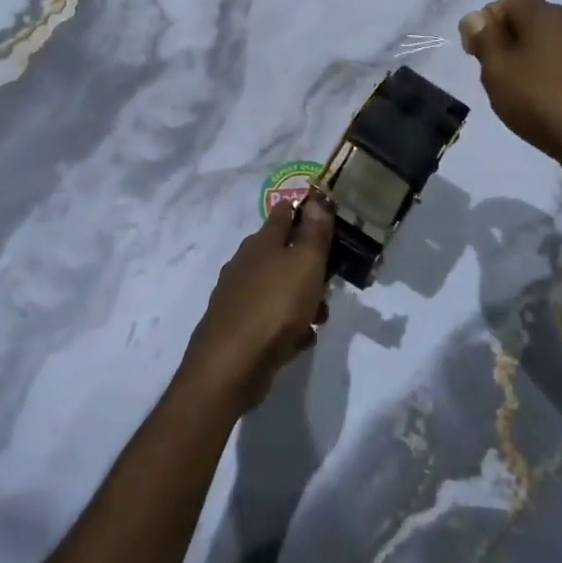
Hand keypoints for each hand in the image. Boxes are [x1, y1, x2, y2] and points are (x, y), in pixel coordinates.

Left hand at [177, 194, 334, 415]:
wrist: (230, 365)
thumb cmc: (275, 306)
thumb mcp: (305, 263)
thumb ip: (315, 231)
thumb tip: (318, 197)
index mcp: (262, 242)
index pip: (284, 213)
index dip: (306, 211)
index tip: (330, 221)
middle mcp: (246, 262)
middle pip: (284, 252)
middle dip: (310, 266)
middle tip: (331, 283)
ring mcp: (239, 294)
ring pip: (279, 286)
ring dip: (302, 299)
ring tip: (319, 319)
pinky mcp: (237, 326)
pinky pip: (270, 317)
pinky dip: (287, 325)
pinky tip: (299, 341)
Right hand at [458, 0, 561, 167]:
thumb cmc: (541, 99)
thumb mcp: (497, 69)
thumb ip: (484, 39)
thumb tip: (475, 17)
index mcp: (546, 14)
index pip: (509, 0)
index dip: (487, 21)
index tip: (475, 53)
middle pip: (530, 21)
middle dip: (507, 41)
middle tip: (494, 73)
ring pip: (548, 44)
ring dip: (529, 61)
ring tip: (517, 92)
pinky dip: (550, 76)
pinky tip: (543, 103)